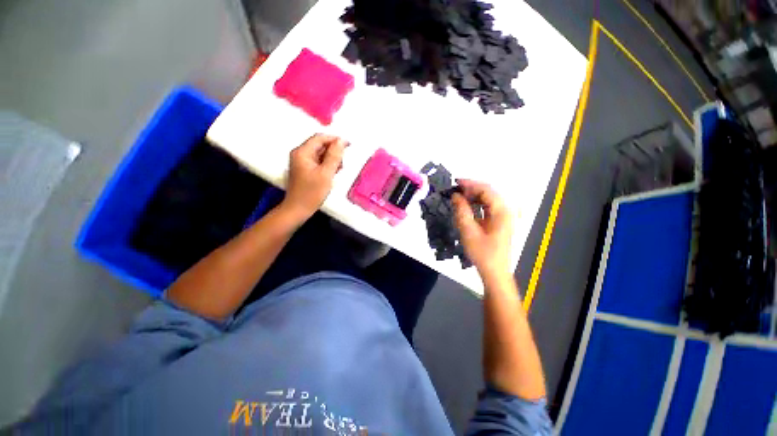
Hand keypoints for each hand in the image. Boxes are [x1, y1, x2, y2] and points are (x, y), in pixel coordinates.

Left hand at [282, 134, 347, 220]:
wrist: (298, 209)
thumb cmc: (311, 193)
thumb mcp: (326, 173)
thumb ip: (334, 156)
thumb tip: (341, 141)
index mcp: (302, 152)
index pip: (320, 138)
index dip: (335, 140)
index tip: (349, 145)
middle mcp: (300, 154)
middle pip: (320, 145)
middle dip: (334, 152)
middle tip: (342, 163)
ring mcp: (302, 162)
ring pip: (320, 154)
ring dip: (331, 159)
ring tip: (338, 170)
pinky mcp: (305, 170)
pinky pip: (318, 162)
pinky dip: (327, 165)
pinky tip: (332, 174)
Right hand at [452, 179, 512, 277]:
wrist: (494, 272)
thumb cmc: (482, 253)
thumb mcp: (469, 231)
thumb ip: (462, 211)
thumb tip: (455, 195)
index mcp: (502, 211)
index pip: (487, 190)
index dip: (470, 184)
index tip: (455, 182)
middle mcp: (506, 211)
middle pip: (489, 193)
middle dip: (472, 189)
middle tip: (455, 190)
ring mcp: (504, 217)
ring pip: (489, 200)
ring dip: (474, 196)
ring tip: (459, 197)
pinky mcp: (500, 222)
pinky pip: (488, 207)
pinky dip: (477, 204)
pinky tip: (467, 206)